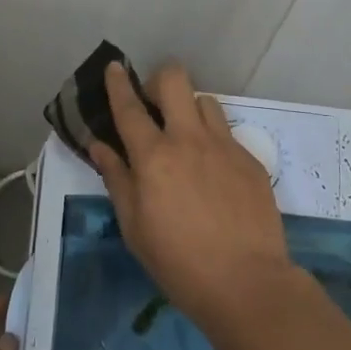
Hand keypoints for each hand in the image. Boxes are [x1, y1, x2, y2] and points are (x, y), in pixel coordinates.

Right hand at [88, 61, 295, 329]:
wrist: (247, 283)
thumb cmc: (178, 263)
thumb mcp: (134, 227)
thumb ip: (117, 179)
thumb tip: (99, 146)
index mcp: (154, 157)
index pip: (130, 107)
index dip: (118, 83)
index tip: (114, 67)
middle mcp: (189, 139)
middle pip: (175, 80)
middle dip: (159, 81)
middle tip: (154, 106)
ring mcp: (225, 146)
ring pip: (205, 101)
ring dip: (189, 110)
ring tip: (186, 139)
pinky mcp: (251, 160)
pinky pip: (227, 134)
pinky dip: (213, 142)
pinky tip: (214, 174)